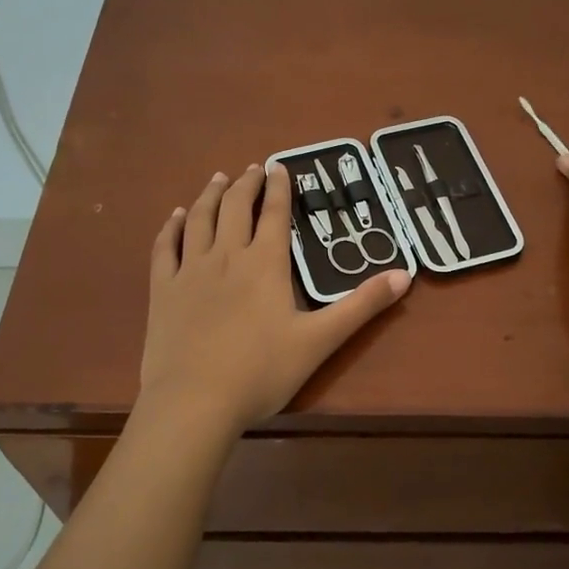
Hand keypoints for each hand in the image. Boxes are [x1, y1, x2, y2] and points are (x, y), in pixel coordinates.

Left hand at [138, 163, 409, 431]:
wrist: (194, 402)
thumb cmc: (261, 372)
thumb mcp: (320, 340)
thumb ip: (361, 306)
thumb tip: (405, 274)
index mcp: (265, 264)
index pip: (274, 214)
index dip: (279, 188)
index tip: (280, 166)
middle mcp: (226, 256)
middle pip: (235, 207)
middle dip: (246, 184)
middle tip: (253, 169)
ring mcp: (190, 271)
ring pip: (199, 220)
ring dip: (210, 195)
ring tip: (218, 179)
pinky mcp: (163, 291)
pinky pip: (165, 248)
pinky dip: (172, 227)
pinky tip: (176, 216)